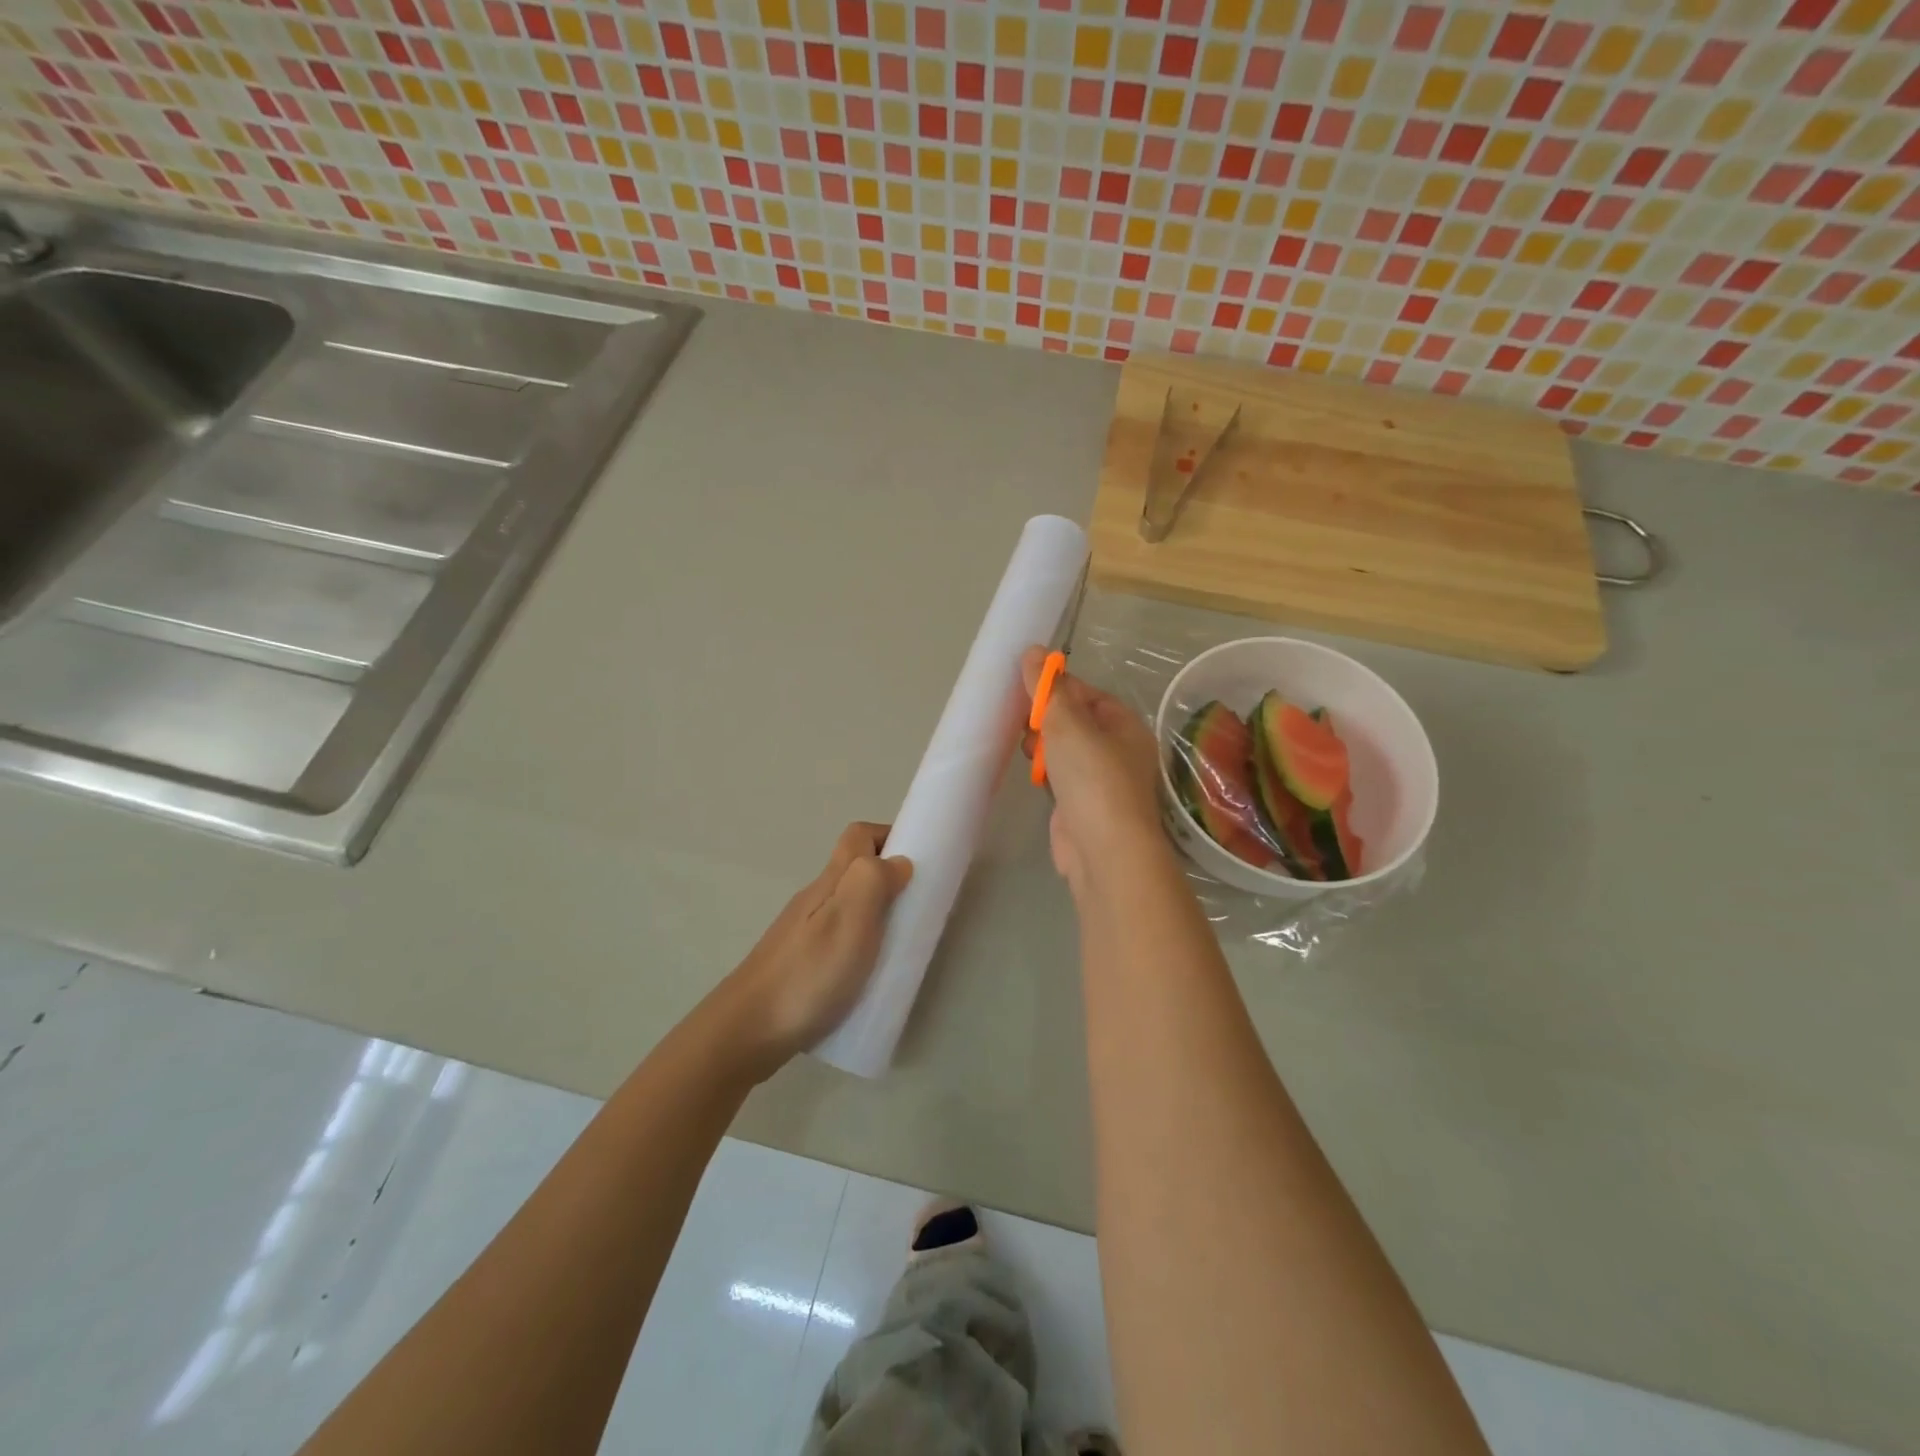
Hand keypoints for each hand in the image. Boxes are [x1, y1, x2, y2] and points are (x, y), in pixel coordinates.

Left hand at [715, 822, 912, 1076]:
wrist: (746, 1033)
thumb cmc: (806, 975)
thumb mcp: (848, 922)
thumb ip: (873, 882)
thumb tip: (899, 861)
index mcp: (829, 884)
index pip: (858, 836)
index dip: (890, 836)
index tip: (921, 861)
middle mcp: (816, 900)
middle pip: (856, 870)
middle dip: (891, 879)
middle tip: (920, 911)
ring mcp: (805, 932)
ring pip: (849, 905)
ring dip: (880, 914)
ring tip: (903, 946)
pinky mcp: (802, 963)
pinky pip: (841, 937)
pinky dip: (864, 944)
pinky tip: (871, 975)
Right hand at [1020, 645, 1167, 890]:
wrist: (1104, 850)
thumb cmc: (1092, 777)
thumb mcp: (1068, 723)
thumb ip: (1048, 688)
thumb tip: (1033, 651)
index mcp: (1125, 726)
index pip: (1088, 694)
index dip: (1057, 687)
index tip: (1025, 686)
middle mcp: (1118, 751)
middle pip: (1075, 722)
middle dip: (1046, 718)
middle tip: (1021, 719)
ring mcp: (1101, 781)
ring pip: (1065, 751)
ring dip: (1043, 746)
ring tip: (1025, 747)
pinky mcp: (1082, 806)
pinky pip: (1060, 777)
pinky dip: (1045, 772)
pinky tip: (1030, 772)